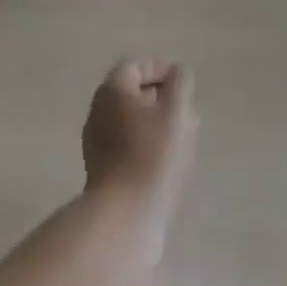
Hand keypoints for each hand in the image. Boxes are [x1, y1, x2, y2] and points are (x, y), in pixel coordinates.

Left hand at [81, 59, 198, 261]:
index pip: (135, 66)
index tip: (183, 83)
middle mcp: (99, 111)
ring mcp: (98, 143)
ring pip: (132, 122)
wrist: (122, 218)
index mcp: (112, 90)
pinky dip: (149, 146)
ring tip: (186, 139)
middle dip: (163, 99)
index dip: (160, 69)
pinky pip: (128, 147)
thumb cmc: (151, 156)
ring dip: (158, 124)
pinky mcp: (103, 172)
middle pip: (133, 94)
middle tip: (188, 112)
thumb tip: (179, 71)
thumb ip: (180, 85)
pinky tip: (169, 163)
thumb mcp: (175, 113)